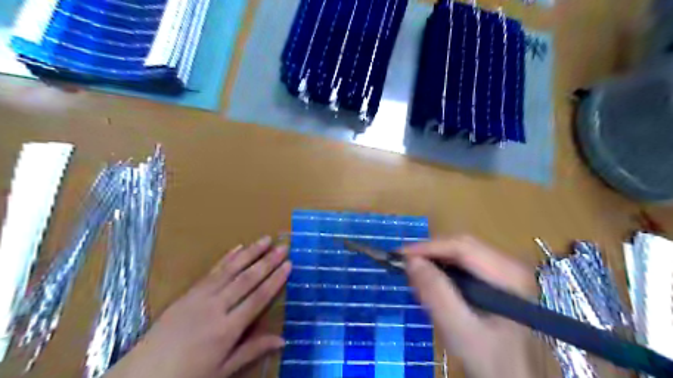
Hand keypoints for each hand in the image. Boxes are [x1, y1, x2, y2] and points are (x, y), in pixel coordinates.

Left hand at [105, 236, 291, 377]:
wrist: (142, 376)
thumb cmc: (187, 376)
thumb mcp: (223, 370)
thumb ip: (252, 350)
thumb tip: (283, 339)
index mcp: (227, 329)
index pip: (258, 298)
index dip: (275, 280)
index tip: (289, 264)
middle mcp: (216, 307)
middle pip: (247, 279)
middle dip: (268, 261)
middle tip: (283, 246)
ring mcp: (200, 297)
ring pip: (231, 269)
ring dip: (250, 252)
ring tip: (266, 239)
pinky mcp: (188, 292)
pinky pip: (211, 271)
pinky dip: (226, 258)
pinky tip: (238, 247)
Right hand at [401, 235, 539, 377]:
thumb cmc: (493, 360)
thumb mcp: (461, 332)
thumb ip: (437, 295)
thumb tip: (412, 262)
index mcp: (509, 275)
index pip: (462, 247)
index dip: (428, 247)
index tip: (399, 256)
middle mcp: (510, 265)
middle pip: (462, 246)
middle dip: (431, 254)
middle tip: (405, 266)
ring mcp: (505, 272)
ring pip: (462, 254)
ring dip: (436, 262)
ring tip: (415, 275)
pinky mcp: (497, 281)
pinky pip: (465, 266)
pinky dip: (444, 271)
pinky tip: (434, 284)